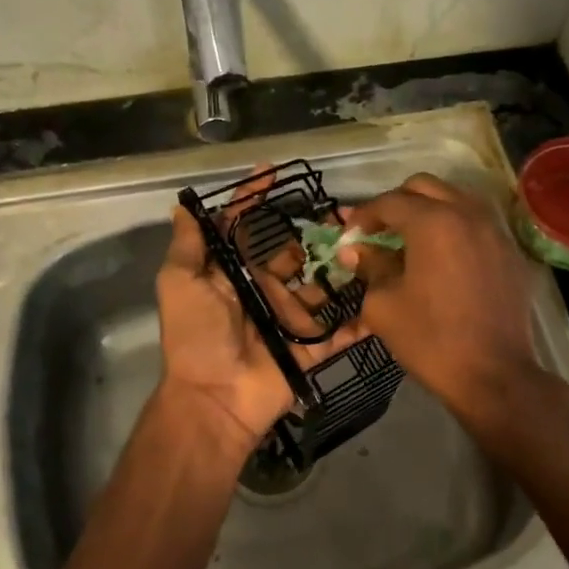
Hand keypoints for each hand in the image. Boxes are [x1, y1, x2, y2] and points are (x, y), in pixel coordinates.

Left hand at [156, 204, 365, 445]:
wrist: (216, 398)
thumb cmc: (196, 336)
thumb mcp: (180, 285)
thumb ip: (188, 247)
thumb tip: (183, 207)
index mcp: (234, 275)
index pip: (245, 229)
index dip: (254, 199)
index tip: (271, 170)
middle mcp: (265, 291)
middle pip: (293, 254)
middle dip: (313, 232)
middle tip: (342, 212)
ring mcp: (292, 318)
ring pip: (323, 286)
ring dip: (344, 266)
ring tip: (369, 242)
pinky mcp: (313, 345)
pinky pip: (342, 327)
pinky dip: (364, 315)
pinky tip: (387, 289)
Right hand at [340, 173, 541, 423]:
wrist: (493, 375)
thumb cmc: (430, 339)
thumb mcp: (384, 304)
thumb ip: (370, 267)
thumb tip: (356, 250)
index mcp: (432, 222)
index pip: (389, 202)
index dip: (363, 215)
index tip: (349, 234)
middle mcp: (468, 214)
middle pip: (425, 187)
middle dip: (396, 203)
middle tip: (378, 230)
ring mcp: (495, 232)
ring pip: (456, 200)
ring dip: (428, 211)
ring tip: (410, 240)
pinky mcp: (511, 254)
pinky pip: (477, 225)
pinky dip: (454, 230)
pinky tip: (443, 259)